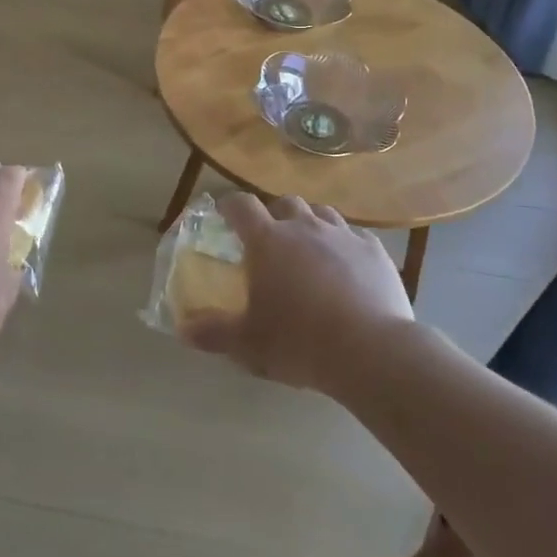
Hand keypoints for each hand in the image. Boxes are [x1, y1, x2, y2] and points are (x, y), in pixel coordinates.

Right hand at [181, 193, 412, 392]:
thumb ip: (213, 332)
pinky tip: (346, 268)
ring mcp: (343, 235)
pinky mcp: (375, 251)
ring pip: (321, 213)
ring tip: (308, 250)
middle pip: (284, 204)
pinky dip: (344, 245)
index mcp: (267, 240)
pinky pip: (354, 236)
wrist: (372, 352)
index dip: (229, 206)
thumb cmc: (300, 342)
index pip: (241, 205)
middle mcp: (304, 227)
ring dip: (309, 224)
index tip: (224, 216)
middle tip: (269, 242)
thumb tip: (182, 330)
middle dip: (274, 216)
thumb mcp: (248, 344)